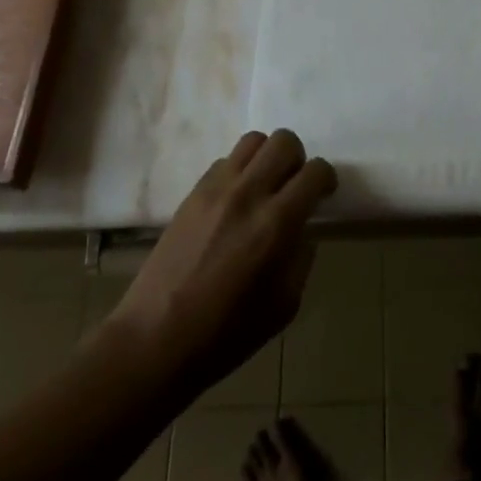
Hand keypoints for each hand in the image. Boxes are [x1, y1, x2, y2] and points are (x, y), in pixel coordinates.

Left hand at [108, 130, 336, 395]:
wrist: (155, 339)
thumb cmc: (225, 334)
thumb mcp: (284, 306)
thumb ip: (301, 259)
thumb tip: (302, 231)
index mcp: (276, 223)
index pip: (314, 172)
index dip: (326, 178)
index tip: (323, 193)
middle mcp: (248, 194)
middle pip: (284, 141)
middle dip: (298, 158)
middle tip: (295, 185)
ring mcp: (216, 189)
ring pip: (253, 141)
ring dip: (267, 157)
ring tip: (265, 185)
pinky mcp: (193, 193)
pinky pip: (225, 161)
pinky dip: (239, 170)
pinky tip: (235, 200)